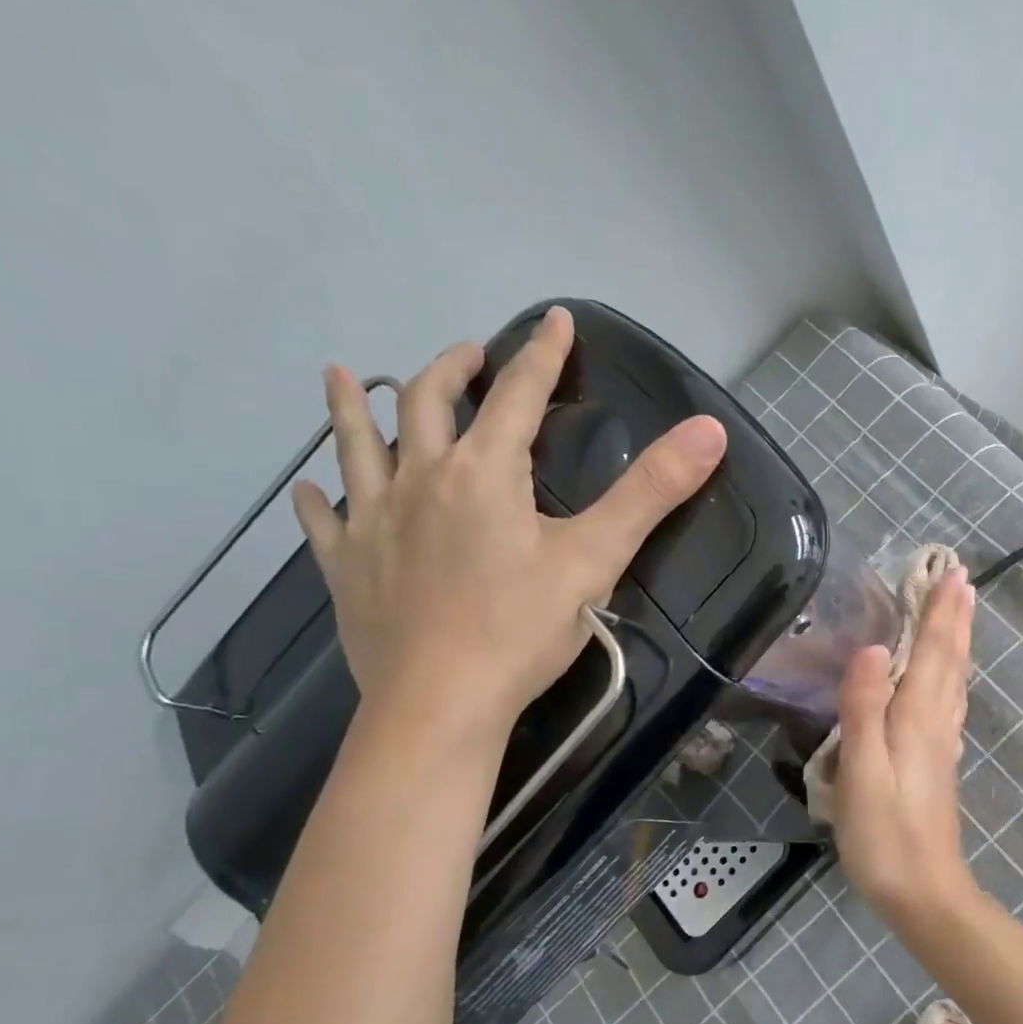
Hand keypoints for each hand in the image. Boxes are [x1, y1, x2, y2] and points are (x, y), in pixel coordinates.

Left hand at [292, 306, 726, 736]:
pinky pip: (324, 520)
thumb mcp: (598, 557)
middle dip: (452, 369)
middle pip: (426, 402)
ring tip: (345, 375)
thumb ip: (652, 491)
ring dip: (353, 405)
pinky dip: (319, 497)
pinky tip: (312, 489)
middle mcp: (420, 479)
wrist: (441, 704)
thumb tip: (710, 430)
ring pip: (357, 445)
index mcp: (484, 472)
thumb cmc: (522, 629)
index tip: (555, 319)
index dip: (542, 354)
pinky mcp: (346, 568)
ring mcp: (373, 522)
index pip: (517, 394)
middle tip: (469, 355)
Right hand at [832, 567, 978, 913]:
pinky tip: (950, 681)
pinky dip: (952, 676)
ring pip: (954, 681)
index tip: (954, 573)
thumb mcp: (863, 771)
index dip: (941, 613)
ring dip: (958, 643)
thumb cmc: (885, 835)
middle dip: (955, 619)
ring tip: (962, 614)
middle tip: (963, 580)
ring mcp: (941, 745)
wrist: (924, 892)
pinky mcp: (937, 764)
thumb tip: (873, 649)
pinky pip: (949, 703)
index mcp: (918, 718)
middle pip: (950, 661)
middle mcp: (937, 724)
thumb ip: (865, 709)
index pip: (933, 653)